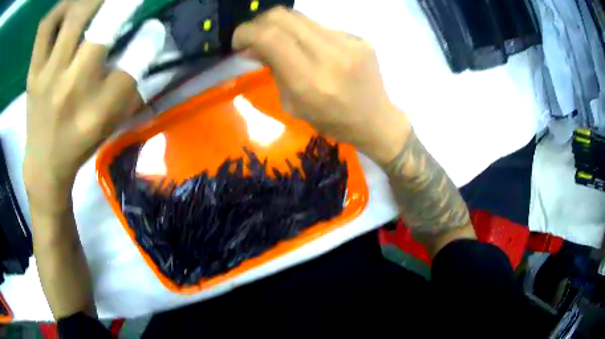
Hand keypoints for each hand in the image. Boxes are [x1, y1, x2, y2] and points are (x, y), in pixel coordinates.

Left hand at [23, 0, 163, 214]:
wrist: (44, 164)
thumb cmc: (80, 142)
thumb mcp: (112, 120)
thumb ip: (133, 79)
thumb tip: (151, 34)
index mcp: (98, 109)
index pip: (134, 61)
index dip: (150, 37)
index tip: (155, 27)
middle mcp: (72, 87)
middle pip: (101, 28)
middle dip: (121, 4)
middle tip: (126, 0)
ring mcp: (47, 75)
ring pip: (72, 16)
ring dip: (91, 0)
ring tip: (97, 2)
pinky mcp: (33, 71)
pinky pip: (45, 28)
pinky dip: (60, 8)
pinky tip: (70, 7)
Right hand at [232, 7, 409, 164]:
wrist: (376, 120)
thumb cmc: (332, 122)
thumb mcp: (293, 105)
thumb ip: (273, 70)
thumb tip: (253, 47)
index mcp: (310, 81)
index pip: (270, 37)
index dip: (246, 32)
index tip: (238, 41)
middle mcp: (330, 55)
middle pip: (283, 17)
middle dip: (259, 23)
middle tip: (254, 37)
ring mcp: (349, 43)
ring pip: (301, 17)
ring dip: (281, 26)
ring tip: (278, 40)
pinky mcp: (360, 38)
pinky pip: (321, 26)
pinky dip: (305, 33)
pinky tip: (309, 48)